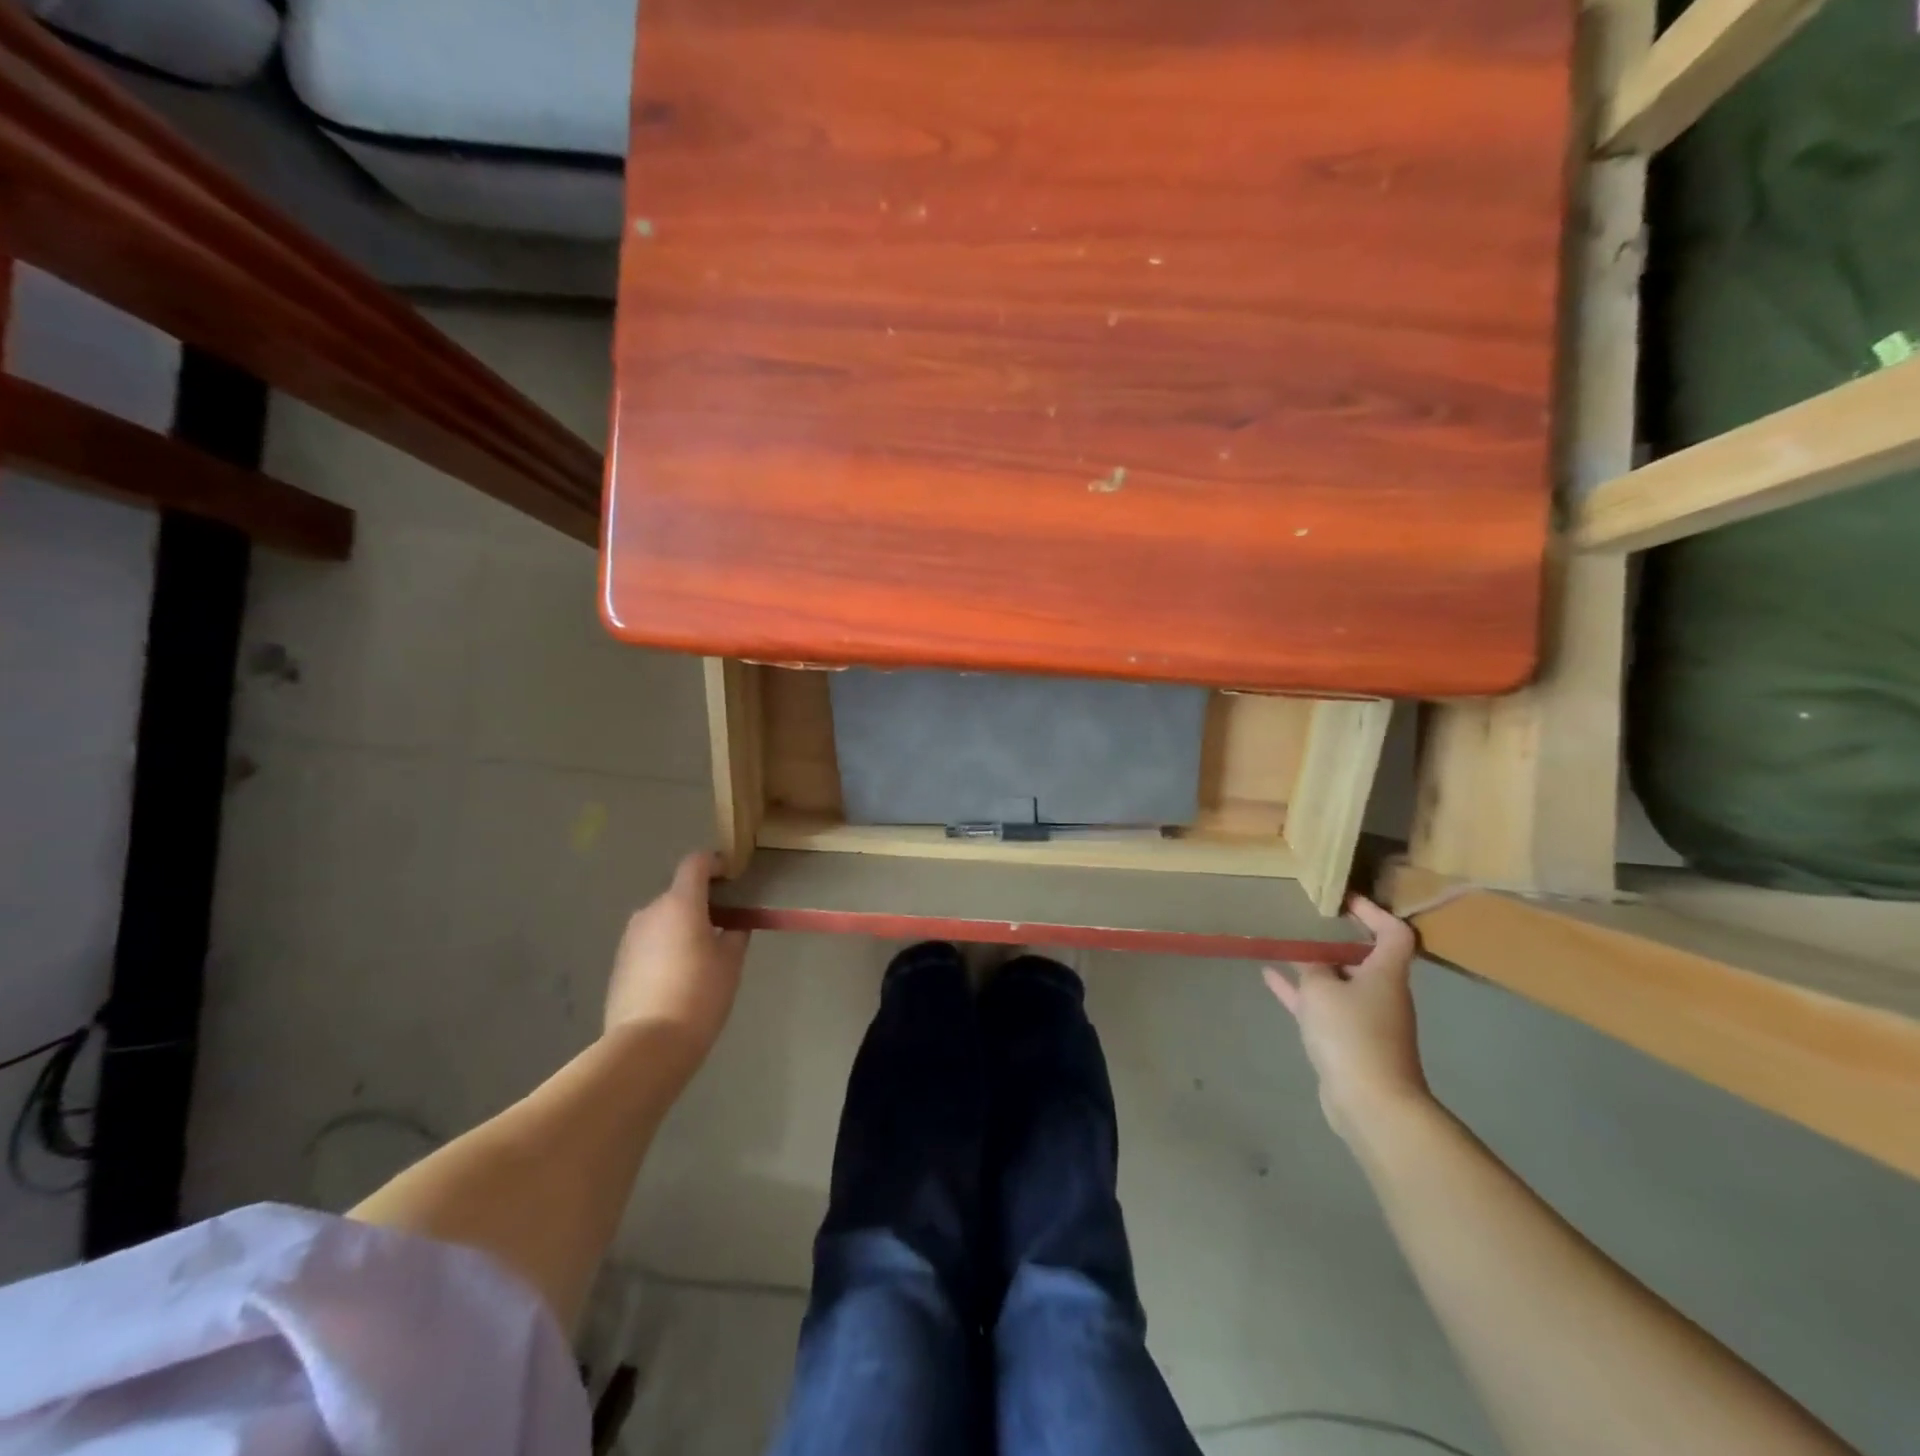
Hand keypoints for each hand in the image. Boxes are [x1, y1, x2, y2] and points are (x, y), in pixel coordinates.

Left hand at [605, 852, 748, 1075]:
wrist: (649, 1043)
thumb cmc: (700, 994)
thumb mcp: (731, 961)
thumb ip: (734, 933)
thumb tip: (732, 924)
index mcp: (681, 903)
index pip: (695, 863)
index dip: (715, 863)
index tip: (731, 877)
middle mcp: (651, 912)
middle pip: (679, 893)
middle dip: (701, 903)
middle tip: (723, 926)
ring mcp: (630, 937)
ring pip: (662, 920)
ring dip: (681, 926)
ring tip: (700, 955)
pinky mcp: (619, 963)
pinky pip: (648, 942)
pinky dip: (664, 947)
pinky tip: (677, 976)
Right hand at [1264, 896, 1430, 1141]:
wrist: (1371, 1103)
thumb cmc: (1352, 1035)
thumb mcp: (1321, 989)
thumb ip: (1311, 966)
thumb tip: (1307, 956)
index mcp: (1386, 974)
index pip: (1393, 932)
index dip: (1373, 912)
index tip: (1342, 899)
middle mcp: (1381, 993)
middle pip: (1364, 956)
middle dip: (1335, 937)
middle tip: (1305, 919)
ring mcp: (1366, 1019)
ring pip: (1339, 981)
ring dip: (1314, 964)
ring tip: (1284, 943)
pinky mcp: (1347, 1041)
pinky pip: (1322, 1006)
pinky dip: (1300, 992)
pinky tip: (1270, 977)